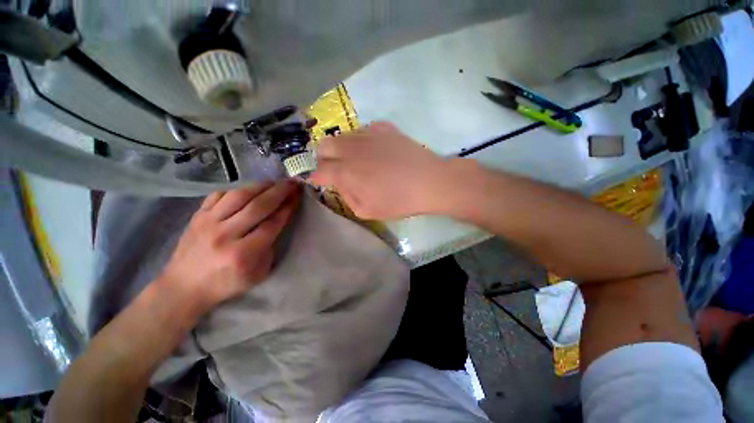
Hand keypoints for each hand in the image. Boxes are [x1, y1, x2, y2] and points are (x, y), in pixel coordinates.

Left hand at [158, 181, 300, 315]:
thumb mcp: (258, 273)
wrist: (184, 287)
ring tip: (274, 182)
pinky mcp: (197, 216)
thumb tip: (277, 222)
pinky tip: (249, 189)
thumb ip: (269, 247)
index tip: (298, 196)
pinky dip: (237, 189)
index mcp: (243, 253)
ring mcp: (208, 222)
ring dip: (261, 186)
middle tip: (292, 183)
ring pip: (239, 195)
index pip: (272, 223)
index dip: (288, 208)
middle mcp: (225, 234)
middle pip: (258, 206)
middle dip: (280, 192)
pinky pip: (219, 194)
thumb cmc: (226, 283)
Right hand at [310, 122, 455, 219]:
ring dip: (343, 148)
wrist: (429, 182)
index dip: (315, 176)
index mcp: (345, 172)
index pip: (318, 170)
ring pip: (343, 136)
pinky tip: (374, 149)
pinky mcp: (384, 128)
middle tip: (336, 168)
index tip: (319, 180)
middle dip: (324, 157)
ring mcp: (368, 135)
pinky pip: (364, 130)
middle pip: (324, 146)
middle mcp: (351, 149)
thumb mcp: (367, 211)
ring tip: (356, 159)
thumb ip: (347, 197)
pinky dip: (363, 140)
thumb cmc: (399, 201)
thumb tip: (340, 184)